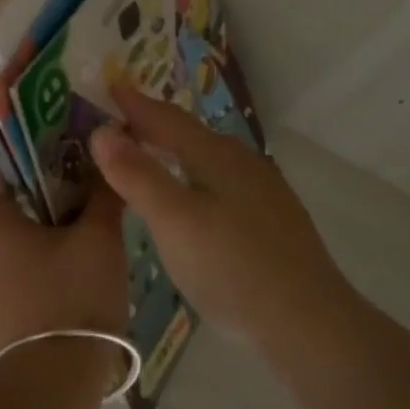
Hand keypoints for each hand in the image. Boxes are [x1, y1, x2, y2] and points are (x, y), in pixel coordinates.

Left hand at [0, 156, 130, 361]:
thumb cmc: (72, 300)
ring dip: (23, 227)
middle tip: (61, 177)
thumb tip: (110, 156)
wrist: (52, 387)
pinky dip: (21, 260)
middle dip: (19, 187)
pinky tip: (59, 270)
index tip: (11, 136)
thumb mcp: (99, 241)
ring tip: (67, 225)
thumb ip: (103, 195)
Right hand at [90, 84, 346, 342]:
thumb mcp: (173, 220)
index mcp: (216, 155)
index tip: (108, 86)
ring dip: (176, 151)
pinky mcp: (273, 219)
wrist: (309, 322)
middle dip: (154, 125)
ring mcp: (263, 191)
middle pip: (190, 134)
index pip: (166, 118)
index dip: (135, 104)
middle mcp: (243, 162)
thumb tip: (101, 129)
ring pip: (209, 158)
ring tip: (151, 154)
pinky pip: (223, 181)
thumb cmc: (232, 267)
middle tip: (120, 122)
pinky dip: (195, 175)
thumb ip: (136, 174)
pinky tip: (195, 197)